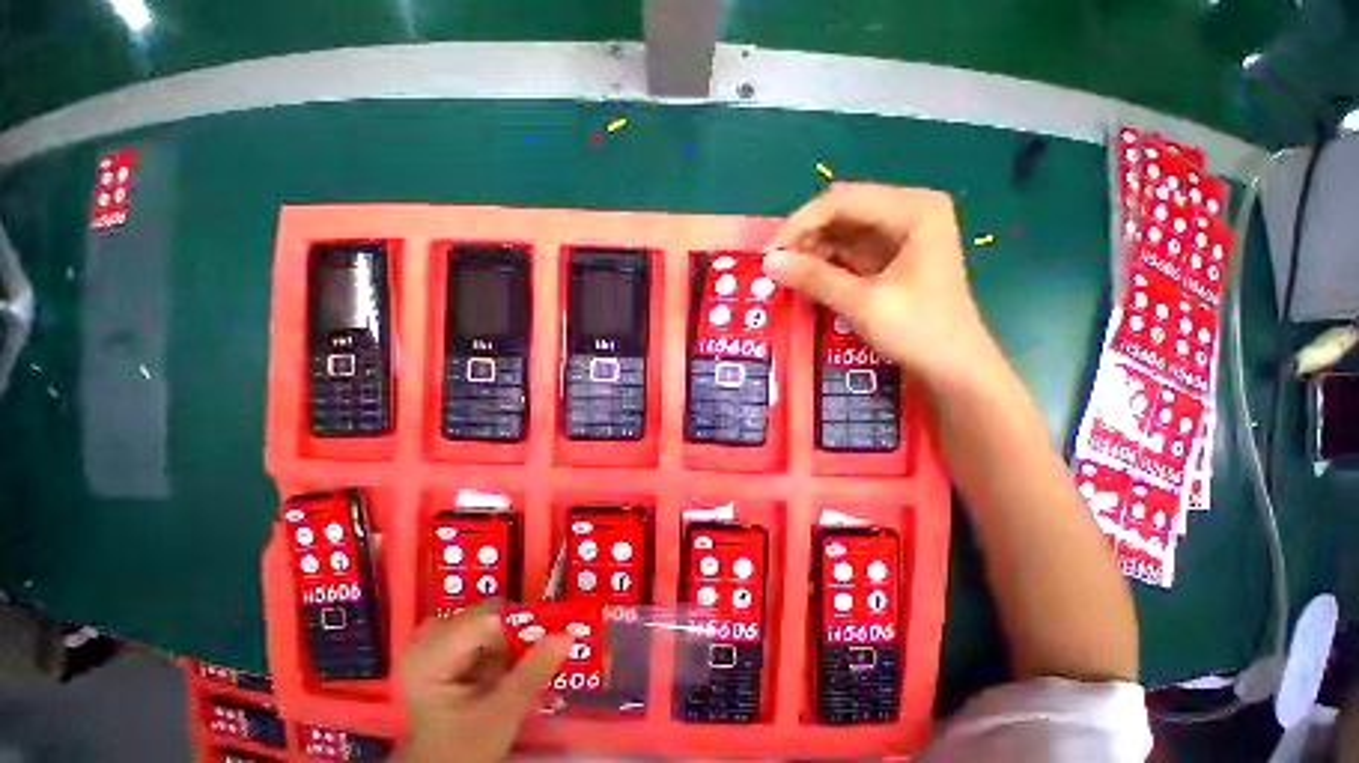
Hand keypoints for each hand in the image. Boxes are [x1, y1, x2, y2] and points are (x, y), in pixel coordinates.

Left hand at [399, 608, 571, 762]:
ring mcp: (431, 647)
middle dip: (515, 632)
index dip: (521, 623)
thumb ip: (533, 673)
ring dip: (508, 640)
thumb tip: (568, 635)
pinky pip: (479, 634)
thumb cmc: (462, 752)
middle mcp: (426, 642)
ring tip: (523, 664)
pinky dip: (498, 647)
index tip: (549, 635)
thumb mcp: (501, 716)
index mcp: (429, 657)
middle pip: (485, 616)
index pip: (485, 620)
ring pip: (485, 623)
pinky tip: (506, 669)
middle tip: (538, 651)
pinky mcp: (440, 653)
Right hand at [764, 183, 994, 389]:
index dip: (801, 224)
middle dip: (805, 235)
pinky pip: (849, 250)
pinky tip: (806, 276)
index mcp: (914, 209)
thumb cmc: (918, 331)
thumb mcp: (863, 303)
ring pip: (842, 230)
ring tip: (785, 273)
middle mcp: (909, 211)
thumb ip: (814, 278)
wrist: (954, 367)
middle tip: (775, 264)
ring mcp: (901, 233)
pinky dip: (826, 262)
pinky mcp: (892, 256)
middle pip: (842, 211)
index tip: (770, 253)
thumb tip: (768, 262)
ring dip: (812, 249)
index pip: (843, 201)